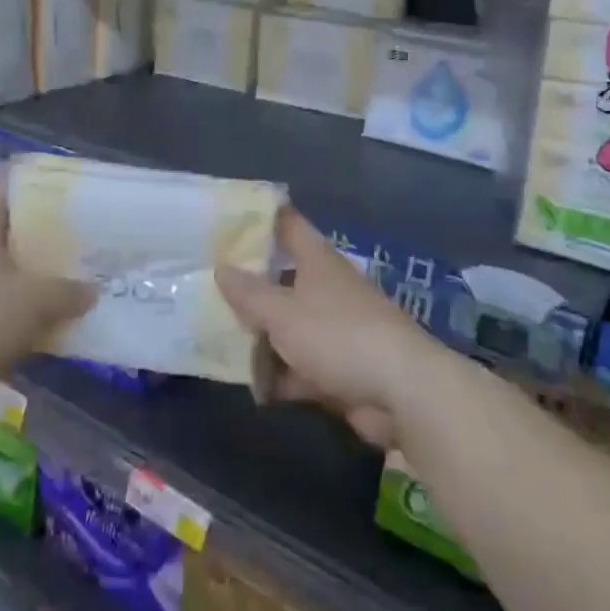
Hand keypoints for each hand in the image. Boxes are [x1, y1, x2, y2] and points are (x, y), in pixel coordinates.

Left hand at [0, 185, 92, 408]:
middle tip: (76, 247)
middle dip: (39, 242)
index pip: (2, 191)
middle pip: (4, 234)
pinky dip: (13, 313)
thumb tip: (90, 290)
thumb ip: (68, 292)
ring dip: (28, 281)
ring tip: (66, 288)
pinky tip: (41, 328)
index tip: (65, 203)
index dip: (32, 192)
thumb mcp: (35, 302)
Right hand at [215, 207, 441, 448]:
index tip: (228, 218)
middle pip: (283, 279)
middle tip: (207, 287)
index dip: (261, 218)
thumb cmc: (337, 336)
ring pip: (289, 326)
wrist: (401, 392)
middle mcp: (327, 289)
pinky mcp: (340, 368)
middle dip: (250, 286)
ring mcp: (335, 329)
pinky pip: (301, 366)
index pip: (288, 225)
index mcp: (318, 262)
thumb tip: (221, 268)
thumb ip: (249, 293)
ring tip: (218, 341)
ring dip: (261, 337)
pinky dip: (281, 375)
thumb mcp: (283, 313)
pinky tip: (253, 388)